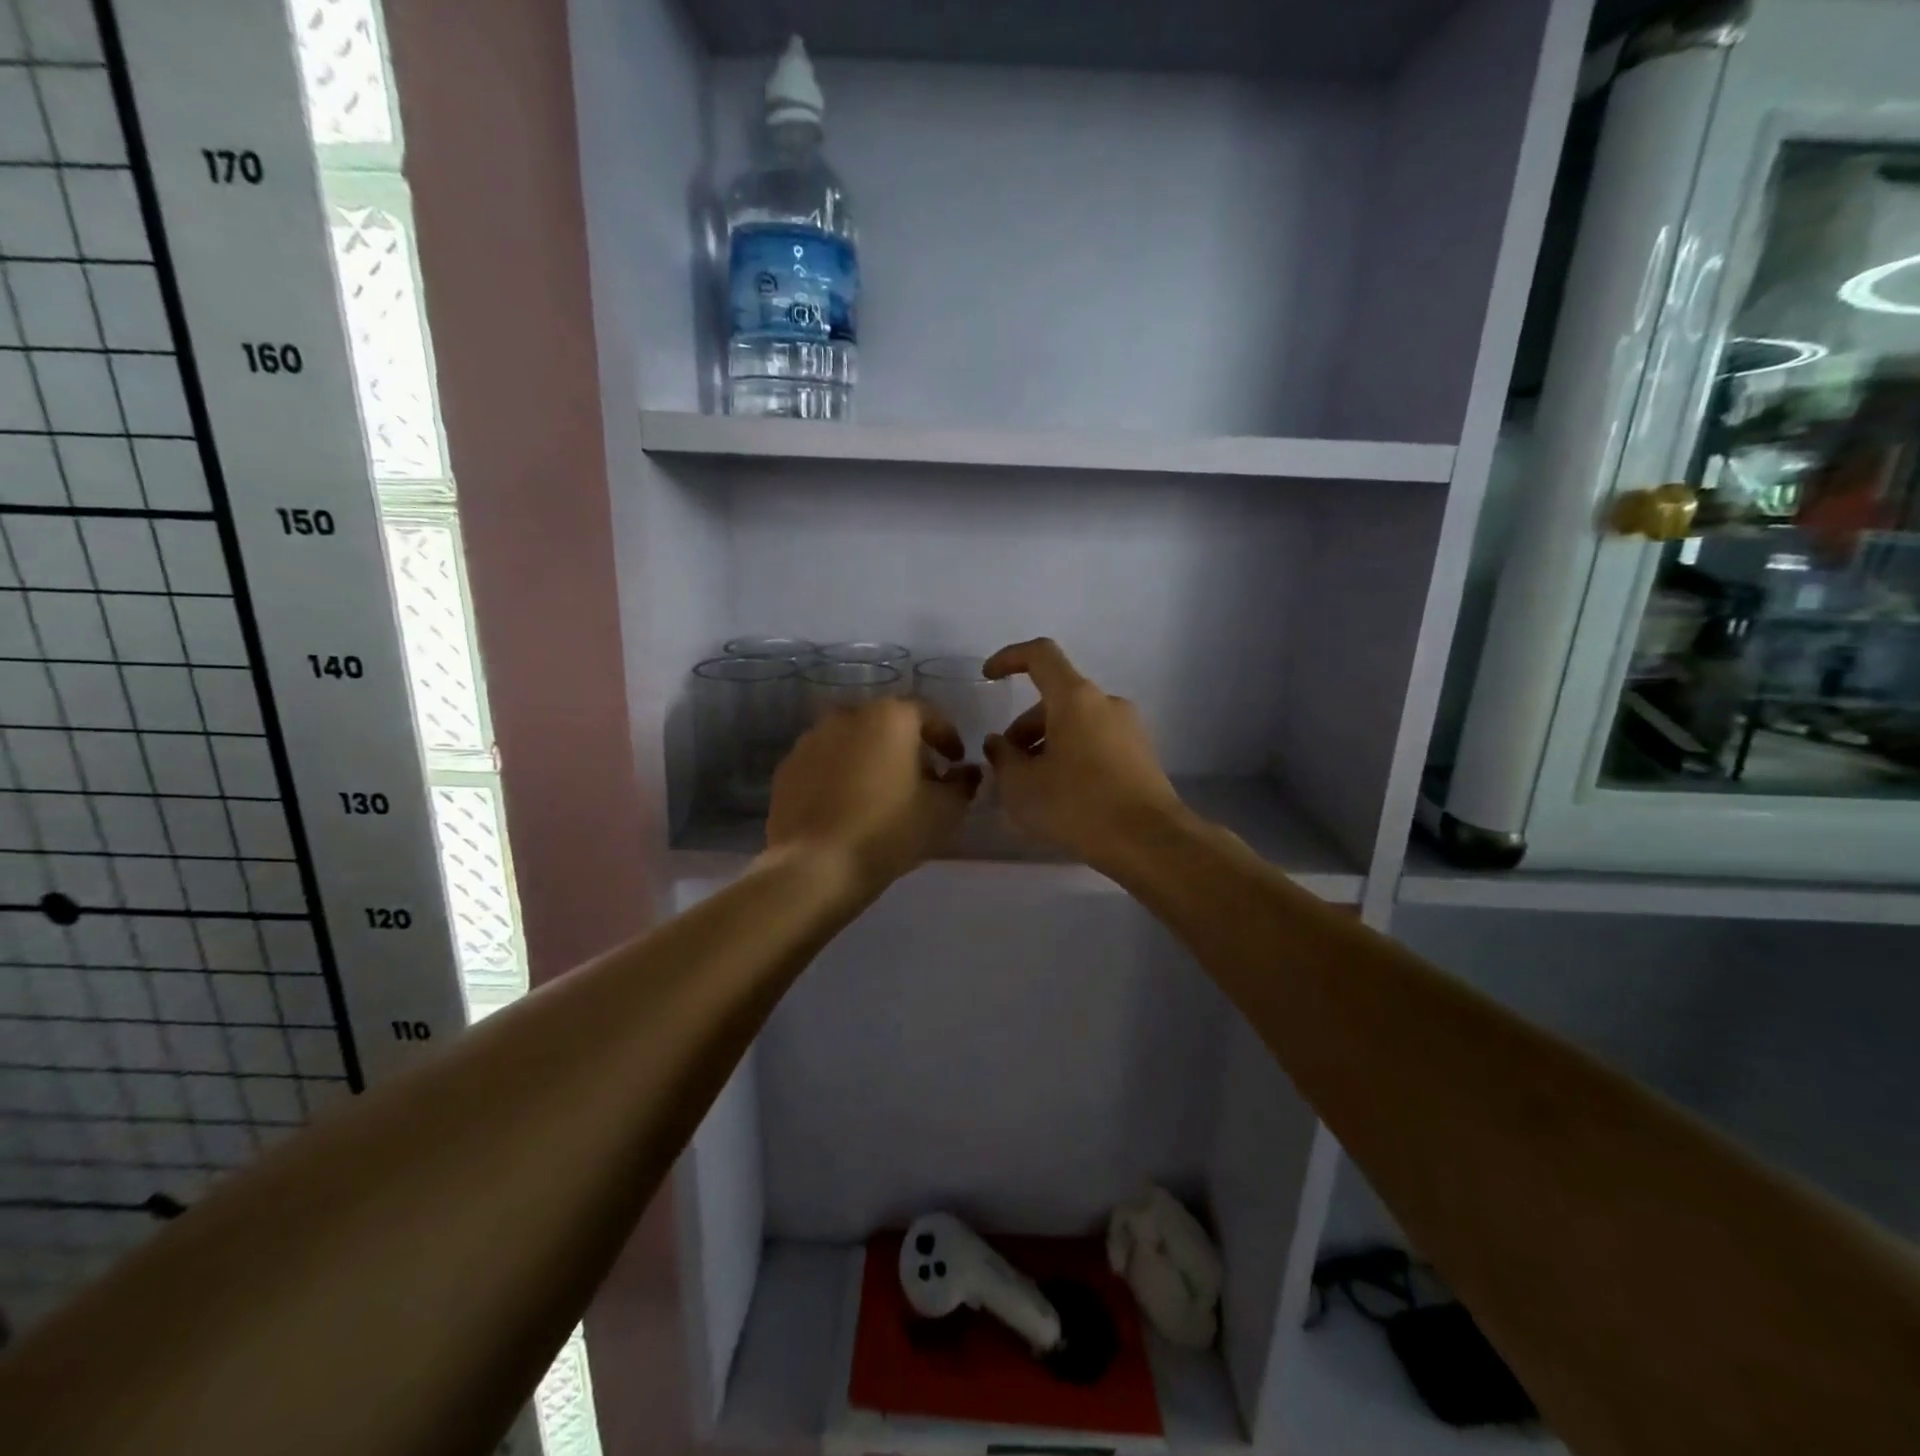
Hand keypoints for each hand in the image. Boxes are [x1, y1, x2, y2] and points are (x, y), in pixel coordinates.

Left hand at [766, 698, 979, 893]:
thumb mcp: (943, 811)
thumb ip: (962, 784)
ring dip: (871, 758)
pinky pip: (825, 763)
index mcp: (889, 717)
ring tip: (882, 792)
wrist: (815, 866)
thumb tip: (966, 772)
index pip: (928, 715)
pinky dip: (841, 775)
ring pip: (853, 741)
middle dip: (907, 746)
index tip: (956, 762)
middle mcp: (847, 715)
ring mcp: (811, 739)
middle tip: (921, 777)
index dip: (947, 738)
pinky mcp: (787, 767)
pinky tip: (848, 805)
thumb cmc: (889, 831)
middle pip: (887, 725)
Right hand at [981, 638, 1185, 867]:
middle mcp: (1106, 703)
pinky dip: (1072, 757)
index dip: (1009, 658)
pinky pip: (1096, 744)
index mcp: (1075, 698)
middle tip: (1008, 767)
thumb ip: (1002, 758)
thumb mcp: (1022, 786)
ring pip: (1076, 724)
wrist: (1149, 842)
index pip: (1040, 655)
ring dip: (1047, 745)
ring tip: (1032, 788)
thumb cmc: (1077, 805)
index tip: (988, 678)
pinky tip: (1062, 796)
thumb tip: (999, 743)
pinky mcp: (1141, 756)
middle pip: (1056, 699)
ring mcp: (1129, 729)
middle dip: (1025, 727)